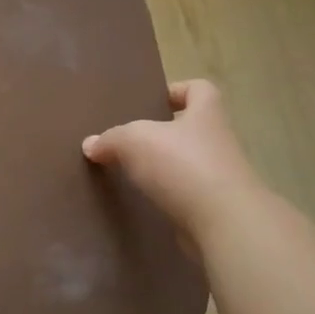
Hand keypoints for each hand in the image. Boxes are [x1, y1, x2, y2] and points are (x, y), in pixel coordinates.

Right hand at [82, 80, 265, 247]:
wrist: (224, 224)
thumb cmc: (183, 165)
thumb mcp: (135, 140)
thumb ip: (111, 139)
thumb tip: (91, 144)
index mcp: (206, 114)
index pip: (199, 89)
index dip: (178, 90)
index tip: (153, 102)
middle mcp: (218, 141)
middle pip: (191, 128)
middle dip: (163, 134)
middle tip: (130, 140)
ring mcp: (220, 177)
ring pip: (188, 164)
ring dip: (164, 168)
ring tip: (129, 173)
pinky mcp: (214, 208)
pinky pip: (186, 195)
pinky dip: (167, 197)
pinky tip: (142, 201)